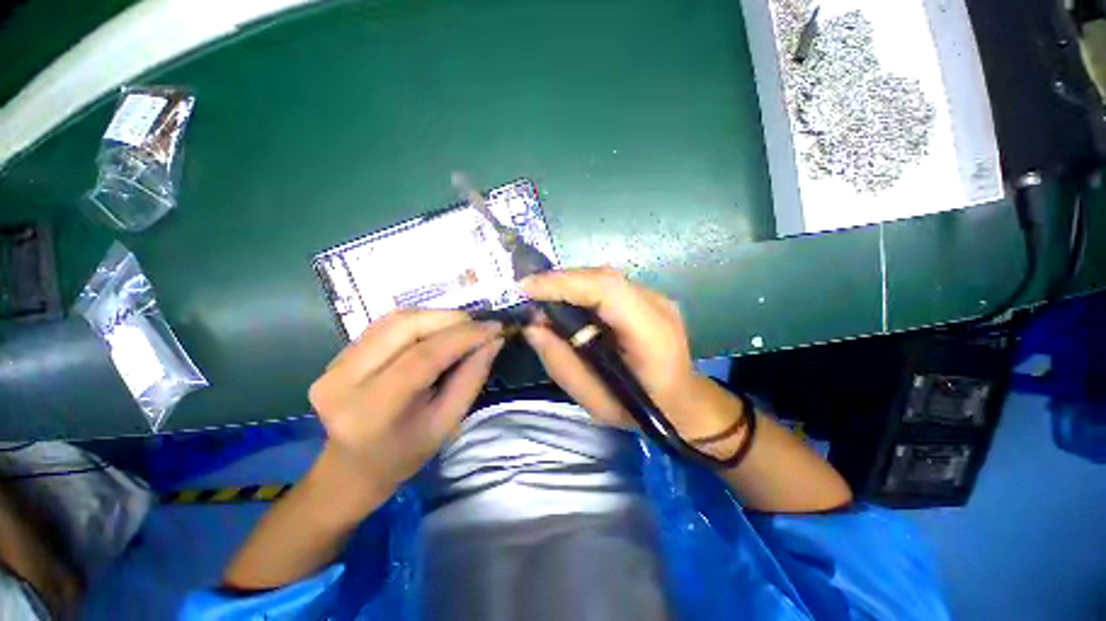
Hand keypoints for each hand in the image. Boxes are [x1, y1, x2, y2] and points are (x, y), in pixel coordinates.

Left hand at [308, 310, 503, 501]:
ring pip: (394, 319)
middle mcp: (344, 379)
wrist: (351, 468)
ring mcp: (335, 363)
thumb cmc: (405, 454)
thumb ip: (472, 378)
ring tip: (462, 328)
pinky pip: (386, 324)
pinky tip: (437, 330)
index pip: (423, 357)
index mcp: (372, 409)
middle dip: (450, 319)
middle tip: (479, 326)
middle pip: (404, 326)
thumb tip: (494, 341)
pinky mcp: (337, 355)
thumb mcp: (447, 423)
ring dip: (436, 316)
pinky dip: (419, 321)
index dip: (463, 336)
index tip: (495, 328)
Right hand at [522, 268, 743, 443]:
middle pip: (603, 277)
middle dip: (561, 281)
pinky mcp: (648, 297)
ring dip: (570, 283)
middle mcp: (657, 305)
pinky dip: (582, 289)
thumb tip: (532, 327)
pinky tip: (567, 301)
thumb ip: (561, 363)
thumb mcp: (594, 401)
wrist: (682, 402)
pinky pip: (609, 285)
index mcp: (651, 334)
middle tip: (529, 292)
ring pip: (605, 277)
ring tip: (543, 296)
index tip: (526, 287)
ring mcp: (656, 297)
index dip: (564, 283)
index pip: (607, 291)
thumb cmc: (640, 410)